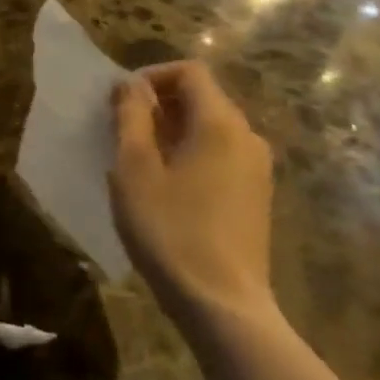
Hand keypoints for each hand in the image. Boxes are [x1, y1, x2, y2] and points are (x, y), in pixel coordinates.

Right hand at [111, 62, 274, 322]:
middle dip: (159, 105)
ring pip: (210, 128)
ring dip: (172, 131)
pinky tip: (166, 188)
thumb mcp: (135, 169)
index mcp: (221, 123)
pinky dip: (191, 154)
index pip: (190, 72)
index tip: (121, 102)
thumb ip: (131, 117)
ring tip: (138, 161)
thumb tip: (131, 84)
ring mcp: (257, 169)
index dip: (151, 75)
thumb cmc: (171, 230)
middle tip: (122, 131)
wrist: (223, 307)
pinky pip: (220, 155)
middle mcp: (247, 137)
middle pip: (202, 98)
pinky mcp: (256, 197)